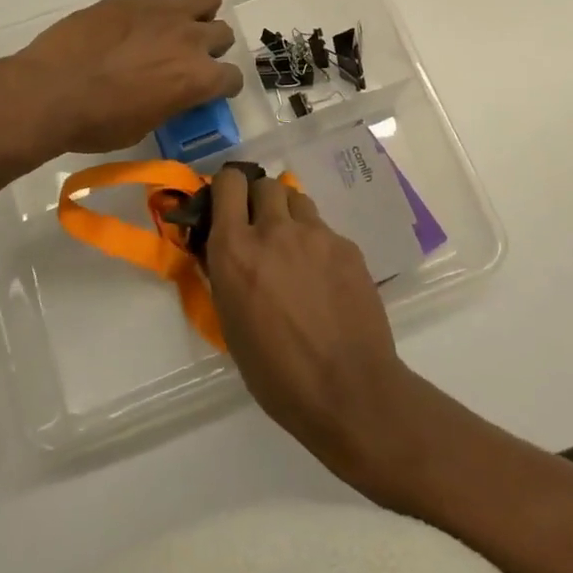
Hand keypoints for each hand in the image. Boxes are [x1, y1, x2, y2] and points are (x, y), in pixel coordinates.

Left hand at [11, 0, 244, 155]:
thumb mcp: (144, 126)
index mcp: (198, 78)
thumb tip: (170, 94)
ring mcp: (162, 12)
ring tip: (173, 31)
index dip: (223, 87)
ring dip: (197, 16)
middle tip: (187, 60)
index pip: (233, 77)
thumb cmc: (97, 122)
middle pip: (223, 33)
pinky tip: (132, 29)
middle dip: (212, 48)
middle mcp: (190, 39)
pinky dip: (157, 13)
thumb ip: (170, 103)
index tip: (210, 91)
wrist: (50, 91)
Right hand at [204, 166, 423, 480]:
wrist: (348, 390)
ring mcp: (316, 234)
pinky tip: (324, 279)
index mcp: (235, 250)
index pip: (227, 183)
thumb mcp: (231, 324)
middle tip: (262, 230)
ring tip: (294, 250)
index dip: (227, 189)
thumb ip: (226, 274)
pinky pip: (325, 230)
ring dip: (289, 216)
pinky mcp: (347, 246)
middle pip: (265, 185)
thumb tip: (225, 250)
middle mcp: (274, 230)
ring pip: (297, 200)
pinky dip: (318, 244)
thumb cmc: (276, 373)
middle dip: (260, 201)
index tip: (228, 206)